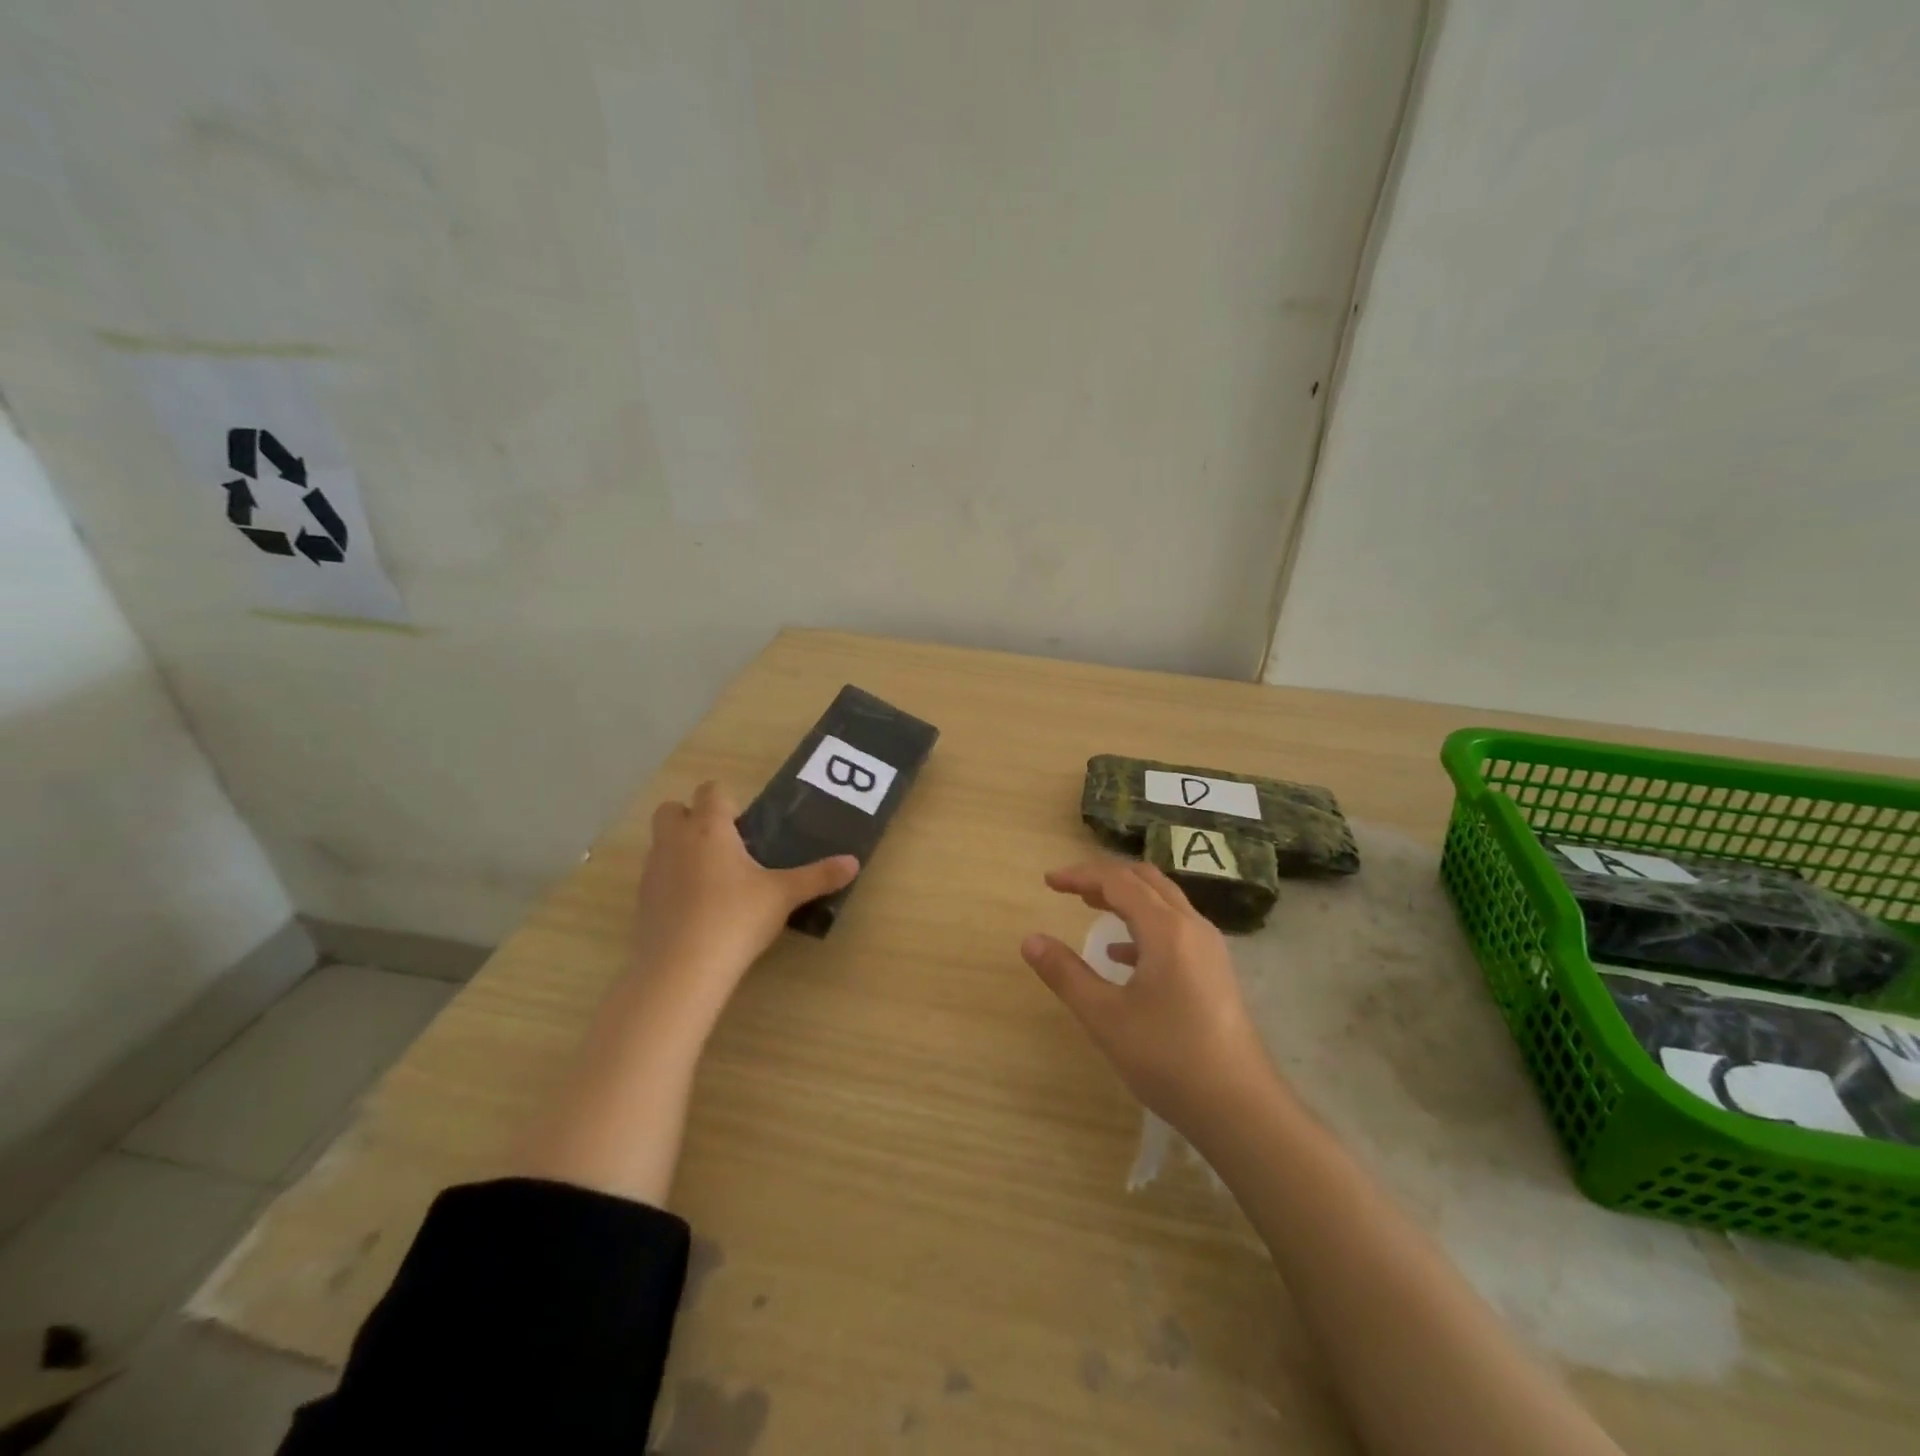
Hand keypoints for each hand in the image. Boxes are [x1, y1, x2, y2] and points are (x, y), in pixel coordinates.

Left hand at [631, 781, 858, 1019]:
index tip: (745, 823)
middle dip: (692, 817)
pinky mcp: (640, 901)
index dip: (727, 800)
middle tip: (724, 844)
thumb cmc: (736, 918)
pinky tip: (695, 908)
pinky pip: (655, 876)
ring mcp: (653, 870)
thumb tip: (854, 862)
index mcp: (710, 828)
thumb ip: (818, 876)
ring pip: (661, 843)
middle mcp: (676, 840)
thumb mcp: (783, 896)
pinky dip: (671, 881)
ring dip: (680, 849)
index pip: (711, 791)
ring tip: (713, 878)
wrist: (681, 968)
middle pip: (673, 809)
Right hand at [1021, 859, 1275, 1132]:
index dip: (1081, 875)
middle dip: (1105, 878)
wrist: (1240, 1108)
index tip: (1048, 882)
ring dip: (1126, 898)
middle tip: (1070, 889)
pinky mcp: (1215, 971)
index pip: (1118, 881)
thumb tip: (1030, 940)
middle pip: (1146, 881)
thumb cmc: (1168, 1057)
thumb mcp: (1105, 1017)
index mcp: (1167, 929)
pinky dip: (1144, 926)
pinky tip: (1121, 956)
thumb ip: (1066, 973)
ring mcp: (1209, 949)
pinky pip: (1175, 928)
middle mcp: (1192, 927)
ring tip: (1091, 907)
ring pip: (1164, 902)